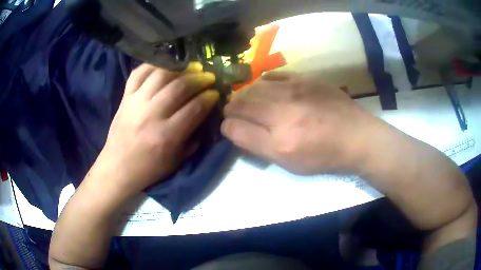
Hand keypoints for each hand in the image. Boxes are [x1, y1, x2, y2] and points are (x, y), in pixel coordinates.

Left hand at [95, 63, 217, 196]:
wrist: (117, 168)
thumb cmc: (148, 169)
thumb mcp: (176, 161)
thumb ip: (193, 138)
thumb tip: (204, 115)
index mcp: (166, 136)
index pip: (194, 108)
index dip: (209, 98)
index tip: (215, 93)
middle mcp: (151, 115)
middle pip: (179, 87)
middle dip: (198, 79)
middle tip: (208, 76)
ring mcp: (136, 103)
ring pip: (161, 75)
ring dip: (180, 68)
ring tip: (190, 67)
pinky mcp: (125, 97)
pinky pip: (139, 73)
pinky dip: (153, 65)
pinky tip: (165, 65)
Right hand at [222, 72, 379, 174]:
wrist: (356, 136)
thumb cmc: (324, 156)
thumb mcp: (290, 163)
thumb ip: (258, 146)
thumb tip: (235, 128)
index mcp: (279, 141)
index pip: (235, 128)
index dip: (227, 127)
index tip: (229, 127)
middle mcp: (283, 113)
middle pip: (241, 103)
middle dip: (231, 108)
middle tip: (233, 112)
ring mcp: (295, 91)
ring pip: (253, 87)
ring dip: (244, 95)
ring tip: (247, 101)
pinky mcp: (304, 79)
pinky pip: (273, 75)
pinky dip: (262, 83)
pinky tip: (265, 89)